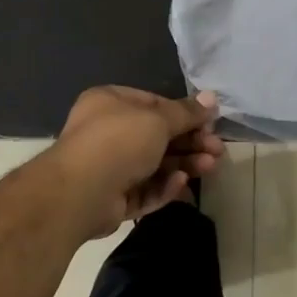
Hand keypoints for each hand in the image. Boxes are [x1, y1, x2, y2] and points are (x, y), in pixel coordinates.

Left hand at [51, 86, 223, 237]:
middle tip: (217, 150)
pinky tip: (181, 184)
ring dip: (183, 164)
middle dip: (190, 143)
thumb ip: (186, 113)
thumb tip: (212, 98)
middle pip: (158, 137)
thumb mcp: (158, 120)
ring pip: (154, 165)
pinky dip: (164, 186)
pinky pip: (144, 189)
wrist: (80, 193)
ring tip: (209, 167)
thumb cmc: (118, 141)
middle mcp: (107, 132)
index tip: (210, 124)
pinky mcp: (113, 198)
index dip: (185, 114)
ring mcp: (109, 167)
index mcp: (111, 103)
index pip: (155, 104)